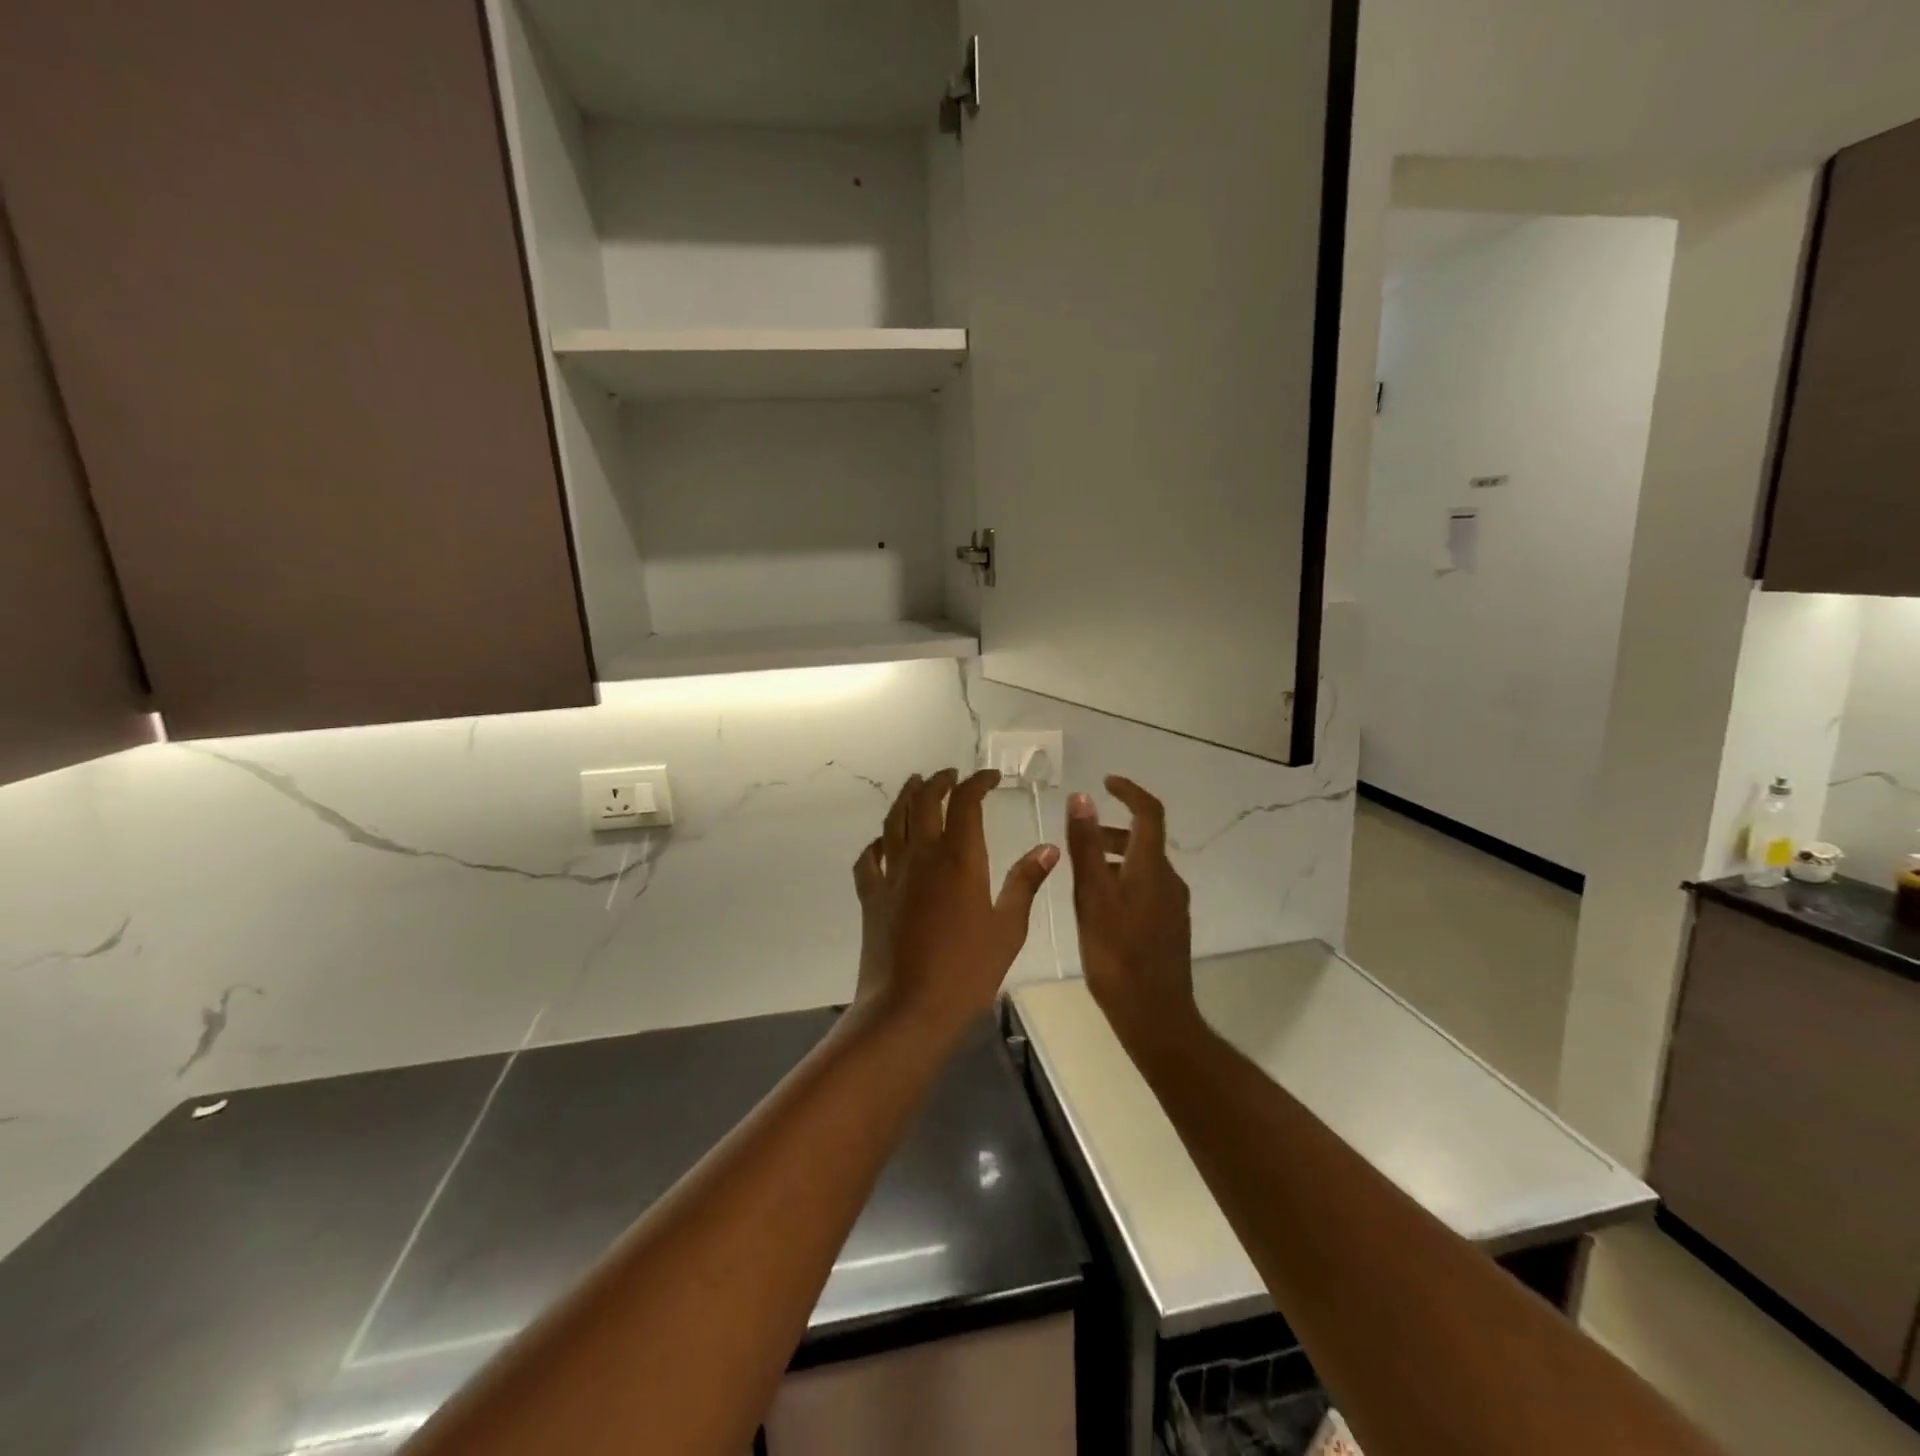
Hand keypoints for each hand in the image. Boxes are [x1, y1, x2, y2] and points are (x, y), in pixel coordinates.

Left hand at [853, 769, 1058, 1038]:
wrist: (908, 1009)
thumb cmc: (967, 971)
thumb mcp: (1008, 928)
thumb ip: (1025, 883)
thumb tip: (1048, 848)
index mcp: (959, 858)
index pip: (966, 802)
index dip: (977, 782)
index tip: (990, 777)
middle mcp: (921, 855)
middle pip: (924, 801)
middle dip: (938, 781)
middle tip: (950, 775)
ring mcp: (891, 874)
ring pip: (893, 820)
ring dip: (905, 797)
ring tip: (914, 785)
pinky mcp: (870, 896)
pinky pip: (869, 858)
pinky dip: (877, 843)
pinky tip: (882, 842)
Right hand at [1065, 776, 1197, 1048]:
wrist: (1154, 1014)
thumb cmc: (1117, 953)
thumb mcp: (1092, 895)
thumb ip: (1086, 845)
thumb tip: (1082, 798)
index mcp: (1151, 867)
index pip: (1149, 813)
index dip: (1130, 791)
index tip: (1107, 782)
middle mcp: (1168, 879)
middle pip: (1144, 840)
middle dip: (1112, 830)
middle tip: (1080, 836)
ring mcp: (1172, 905)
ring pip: (1143, 866)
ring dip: (1115, 858)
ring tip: (1081, 875)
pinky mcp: (1169, 927)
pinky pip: (1146, 888)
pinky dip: (1122, 880)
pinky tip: (1099, 907)